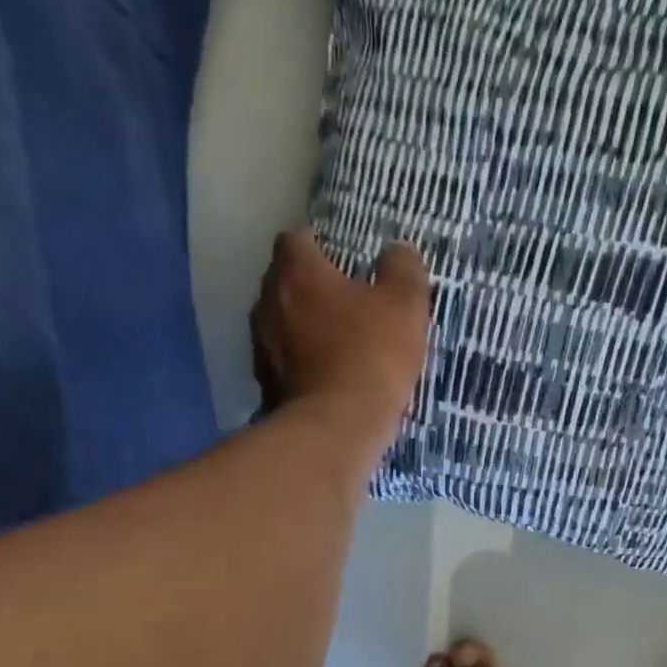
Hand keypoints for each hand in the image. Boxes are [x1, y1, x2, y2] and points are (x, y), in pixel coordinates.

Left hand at [251, 230, 431, 445]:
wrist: (337, 427)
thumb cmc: (371, 355)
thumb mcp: (404, 306)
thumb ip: (403, 270)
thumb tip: (399, 249)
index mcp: (298, 272)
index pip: (296, 239)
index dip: (319, 246)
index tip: (341, 261)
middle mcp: (268, 301)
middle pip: (284, 280)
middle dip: (310, 286)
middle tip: (344, 301)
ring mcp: (261, 344)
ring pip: (280, 322)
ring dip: (303, 326)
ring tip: (335, 340)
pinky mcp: (265, 383)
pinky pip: (283, 360)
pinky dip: (300, 361)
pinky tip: (325, 375)